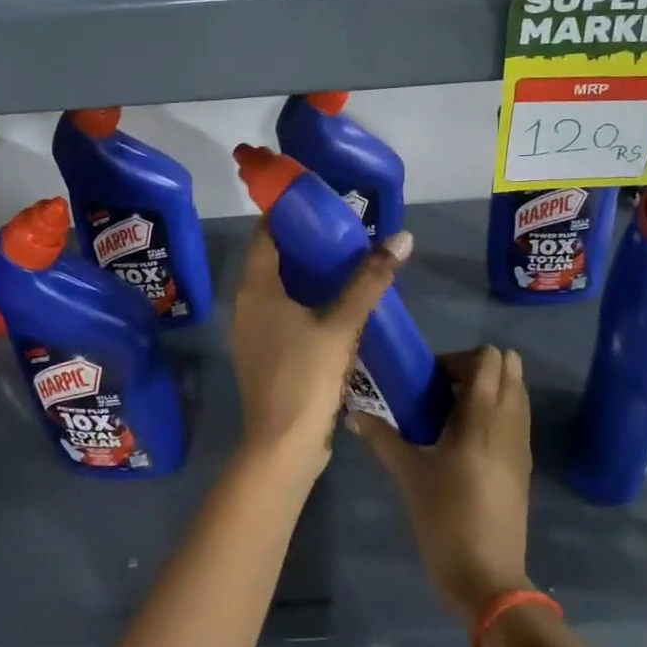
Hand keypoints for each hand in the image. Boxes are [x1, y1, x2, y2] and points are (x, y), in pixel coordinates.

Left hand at [229, 220, 411, 480]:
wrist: (283, 445)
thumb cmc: (306, 376)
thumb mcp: (342, 324)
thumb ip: (370, 280)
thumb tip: (401, 238)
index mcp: (256, 289)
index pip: (265, 234)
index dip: (287, 214)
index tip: (316, 200)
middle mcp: (245, 305)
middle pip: (270, 260)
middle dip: (301, 243)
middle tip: (339, 230)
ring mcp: (250, 334)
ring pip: (275, 290)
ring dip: (302, 275)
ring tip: (340, 263)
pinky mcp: (261, 356)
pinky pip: (279, 315)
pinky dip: (300, 302)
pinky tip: (330, 307)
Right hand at [351, 346, 534, 621]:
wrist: (487, 578)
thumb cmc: (445, 519)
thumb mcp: (408, 475)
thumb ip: (382, 438)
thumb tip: (353, 414)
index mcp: (481, 418)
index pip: (488, 359)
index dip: (458, 358)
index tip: (431, 380)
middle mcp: (508, 423)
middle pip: (509, 368)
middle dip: (477, 368)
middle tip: (444, 390)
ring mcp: (521, 445)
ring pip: (517, 393)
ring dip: (491, 389)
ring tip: (455, 413)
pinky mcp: (524, 466)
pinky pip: (517, 419)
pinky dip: (499, 412)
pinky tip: (469, 439)